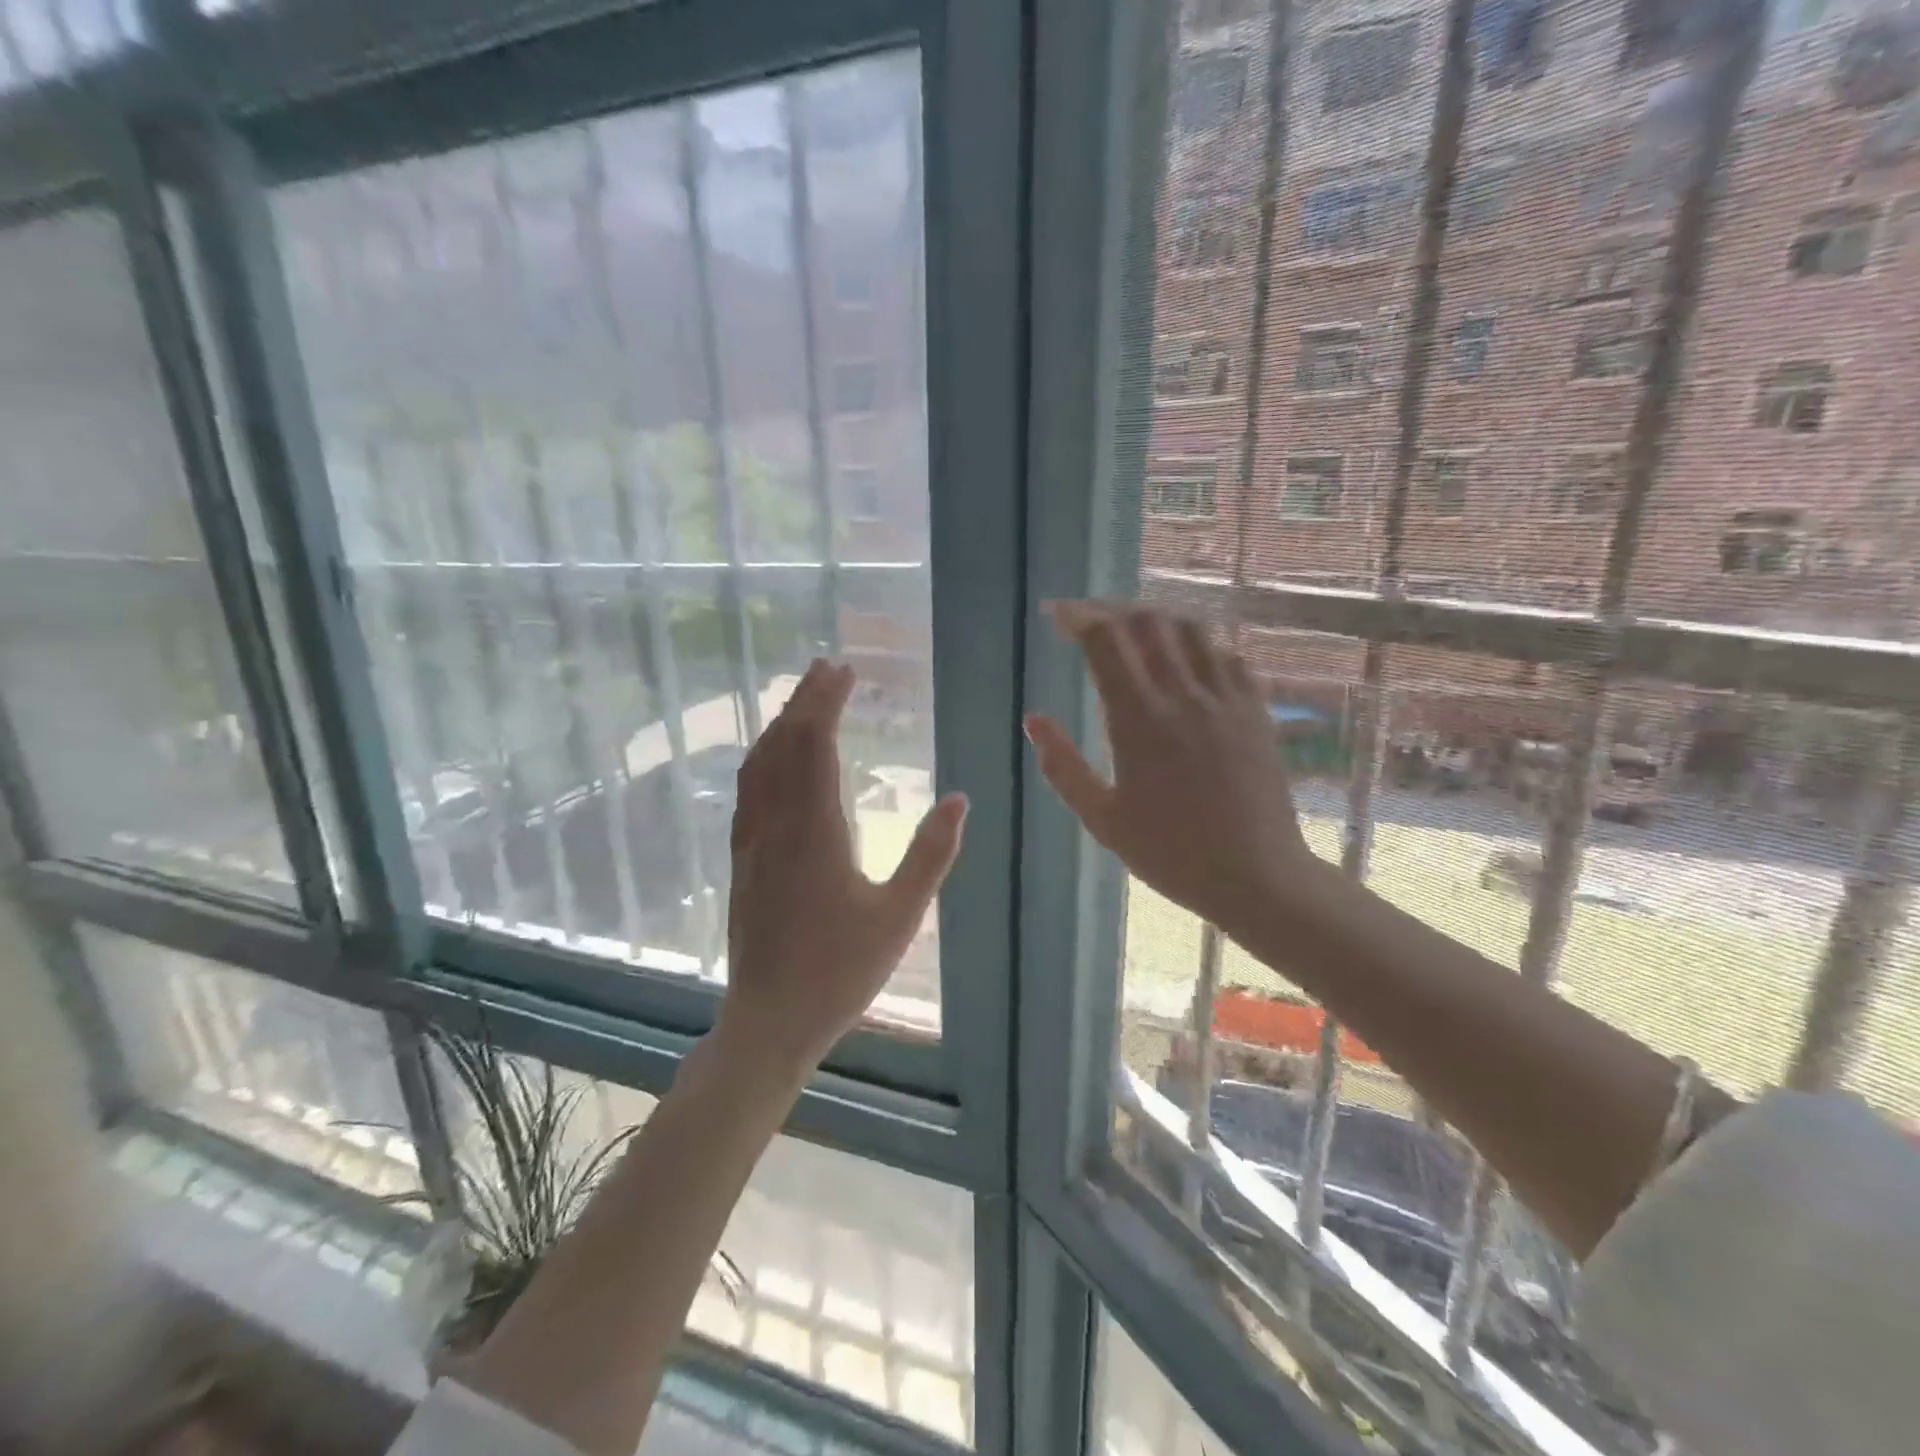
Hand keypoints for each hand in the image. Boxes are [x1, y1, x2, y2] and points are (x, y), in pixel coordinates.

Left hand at [719, 659, 967, 1070]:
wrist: (771, 1020)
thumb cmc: (841, 971)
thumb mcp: (900, 916)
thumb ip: (931, 855)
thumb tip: (960, 800)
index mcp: (815, 831)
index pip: (816, 746)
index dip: (827, 704)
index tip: (845, 672)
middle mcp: (776, 825)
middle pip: (784, 745)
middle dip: (804, 701)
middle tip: (826, 668)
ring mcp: (752, 841)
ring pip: (759, 765)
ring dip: (780, 725)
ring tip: (801, 700)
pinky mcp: (742, 859)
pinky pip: (748, 791)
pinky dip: (763, 758)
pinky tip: (773, 759)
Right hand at [1025, 602, 1315, 933]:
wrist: (1257, 876)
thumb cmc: (1171, 853)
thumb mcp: (1102, 819)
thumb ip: (1063, 766)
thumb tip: (1033, 719)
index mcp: (1140, 719)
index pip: (1106, 641)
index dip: (1077, 618)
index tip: (1056, 616)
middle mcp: (1184, 695)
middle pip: (1147, 622)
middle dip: (1111, 611)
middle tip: (1090, 622)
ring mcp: (1226, 698)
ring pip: (1191, 629)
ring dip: (1156, 620)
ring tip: (1135, 633)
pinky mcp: (1256, 709)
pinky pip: (1227, 655)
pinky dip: (1199, 645)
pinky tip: (1186, 662)